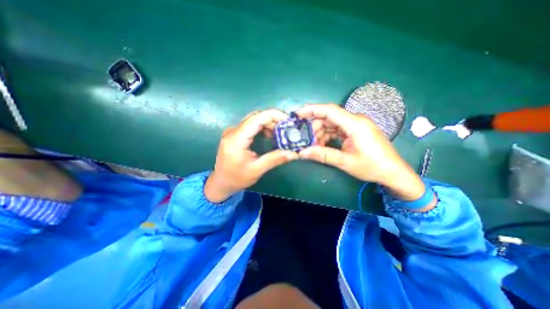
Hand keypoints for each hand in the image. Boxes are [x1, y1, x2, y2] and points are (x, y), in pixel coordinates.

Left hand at [204, 108, 298, 202]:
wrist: (221, 183)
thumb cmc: (237, 179)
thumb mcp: (257, 170)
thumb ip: (275, 159)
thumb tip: (294, 153)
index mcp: (236, 139)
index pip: (257, 118)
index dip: (274, 115)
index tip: (288, 121)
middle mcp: (233, 131)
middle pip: (255, 116)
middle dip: (273, 120)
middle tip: (286, 129)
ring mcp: (232, 131)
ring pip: (253, 119)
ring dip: (268, 123)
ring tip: (279, 133)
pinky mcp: (234, 134)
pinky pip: (250, 125)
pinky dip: (262, 127)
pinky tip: (268, 135)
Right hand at [297, 104, 429, 204]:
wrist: (393, 172)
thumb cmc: (372, 166)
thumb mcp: (345, 162)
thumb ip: (323, 155)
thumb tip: (302, 152)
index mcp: (355, 124)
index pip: (330, 110)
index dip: (312, 110)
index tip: (297, 114)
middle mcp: (355, 120)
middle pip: (329, 117)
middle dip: (314, 127)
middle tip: (304, 139)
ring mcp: (356, 125)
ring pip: (332, 123)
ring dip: (320, 133)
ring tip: (313, 145)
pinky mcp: (355, 131)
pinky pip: (337, 129)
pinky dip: (328, 135)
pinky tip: (322, 145)